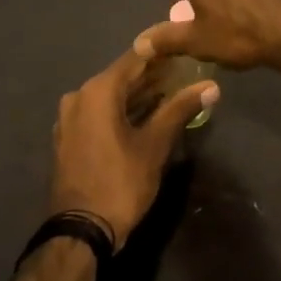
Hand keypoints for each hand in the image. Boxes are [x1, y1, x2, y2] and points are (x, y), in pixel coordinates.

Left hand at [49, 44, 217, 250]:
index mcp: (98, 91)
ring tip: (172, 91)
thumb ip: (180, 109)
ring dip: (138, 94)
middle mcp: (79, 96)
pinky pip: (99, 113)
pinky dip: (121, 110)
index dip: (162, 53)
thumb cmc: (120, 182)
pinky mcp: (69, 137)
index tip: (186, 48)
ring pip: (110, 96)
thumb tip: (212, 86)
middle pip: (121, 76)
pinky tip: (145, 115)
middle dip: (153, 75)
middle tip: (185, 72)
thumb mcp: (155, 145)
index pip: (135, 58)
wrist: (80, 232)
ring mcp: (70, 118)